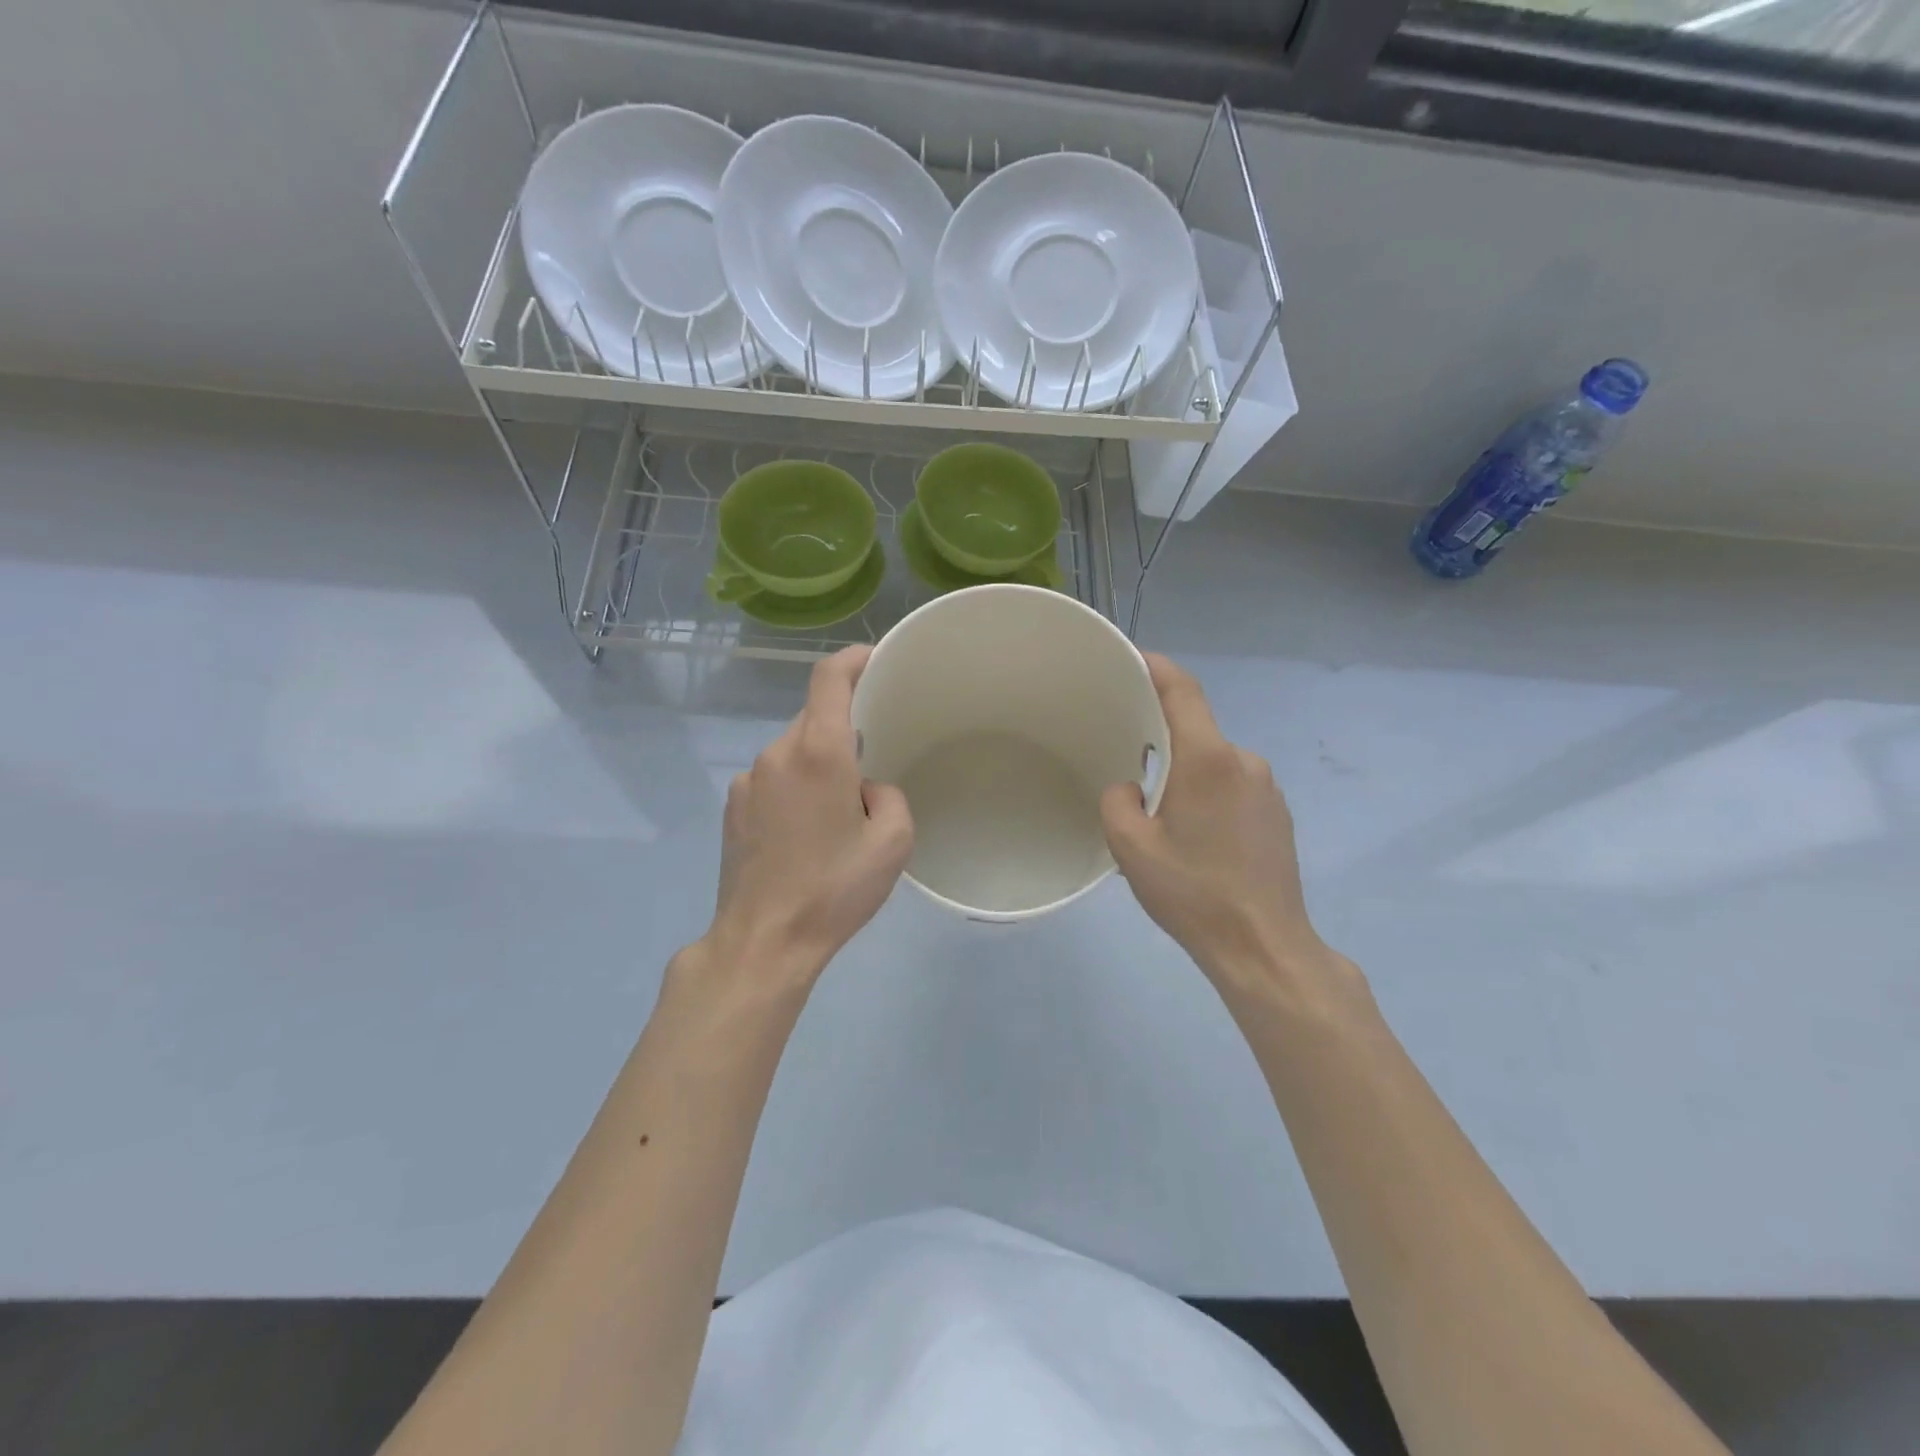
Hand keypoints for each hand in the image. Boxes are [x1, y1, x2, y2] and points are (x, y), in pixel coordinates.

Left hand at [697, 647, 912, 992]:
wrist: (763, 940)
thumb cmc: (834, 889)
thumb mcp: (893, 843)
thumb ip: (889, 795)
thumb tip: (865, 788)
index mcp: (818, 752)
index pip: (829, 678)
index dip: (853, 658)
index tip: (874, 658)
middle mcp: (776, 753)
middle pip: (814, 718)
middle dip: (844, 730)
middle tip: (869, 763)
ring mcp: (747, 780)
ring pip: (793, 751)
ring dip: (818, 764)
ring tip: (836, 813)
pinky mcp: (732, 806)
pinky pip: (772, 778)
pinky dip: (794, 787)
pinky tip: (804, 833)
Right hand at [1101, 654, 1334, 998]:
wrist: (1264, 946)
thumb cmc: (1194, 892)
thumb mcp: (1131, 848)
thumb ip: (1118, 801)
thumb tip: (1131, 787)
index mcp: (1207, 759)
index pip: (1183, 690)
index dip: (1156, 666)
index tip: (1131, 658)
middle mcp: (1243, 761)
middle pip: (1196, 728)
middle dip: (1161, 735)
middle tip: (1127, 756)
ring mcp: (1267, 787)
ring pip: (1213, 761)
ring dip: (1185, 772)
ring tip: (1159, 812)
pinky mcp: (1277, 814)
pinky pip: (1232, 785)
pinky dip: (1207, 793)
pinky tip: (1194, 834)